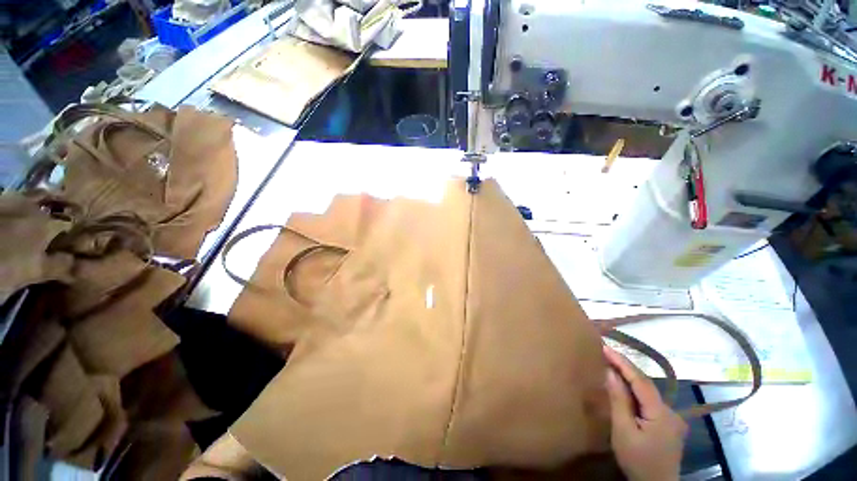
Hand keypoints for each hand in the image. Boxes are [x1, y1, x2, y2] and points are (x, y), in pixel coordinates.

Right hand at [604, 345, 687, 480]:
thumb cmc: (637, 460)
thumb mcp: (623, 431)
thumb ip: (619, 401)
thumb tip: (610, 373)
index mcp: (661, 413)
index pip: (640, 380)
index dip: (623, 362)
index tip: (605, 347)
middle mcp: (670, 411)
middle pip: (646, 385)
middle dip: (625, 368)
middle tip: (605, 352)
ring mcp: (671, 418)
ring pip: (648, 392)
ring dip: (630, 379)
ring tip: (611, 365)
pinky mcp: (668, 424)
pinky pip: (649, 401)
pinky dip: (635, 391)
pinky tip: (625, 388)